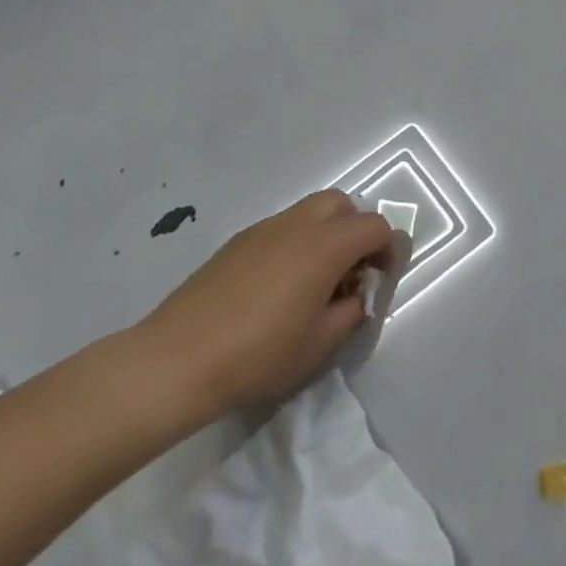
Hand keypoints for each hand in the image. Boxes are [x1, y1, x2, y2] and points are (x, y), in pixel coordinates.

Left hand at [132, 190, 401, 433]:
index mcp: (325, 246)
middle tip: (352, 272)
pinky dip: (296, 243)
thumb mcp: (322, 342)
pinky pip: (281, 228)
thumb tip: (355, 295)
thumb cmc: (259, 355)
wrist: (176, 361)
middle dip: (357, 231)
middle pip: (342, 205)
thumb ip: (352, 310)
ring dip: (326, 235)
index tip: (382, 280)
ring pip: (309, 212)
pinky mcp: (236, 243)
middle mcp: (297, 225)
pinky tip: (280, 286)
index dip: (389, 249)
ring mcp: (263, 230)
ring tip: (316, 281)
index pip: (375, 227)